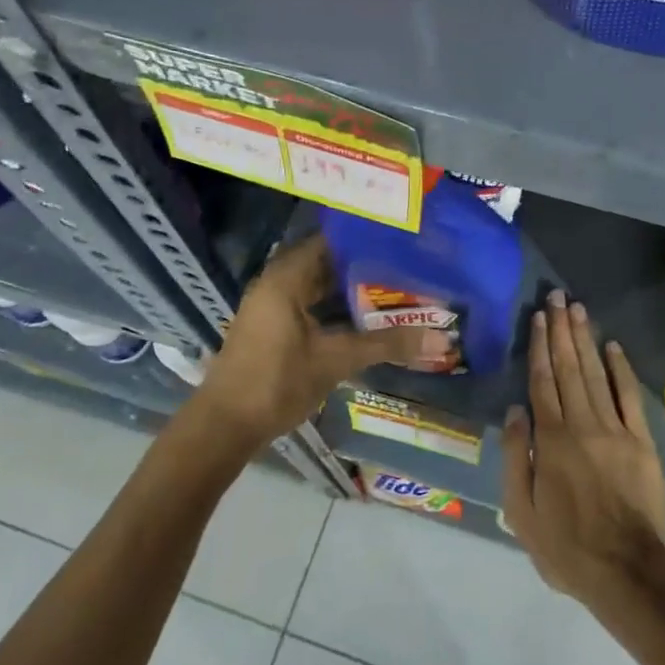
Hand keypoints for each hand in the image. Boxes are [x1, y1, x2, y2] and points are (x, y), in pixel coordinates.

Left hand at [195, 235, 448, 449]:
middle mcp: (277, 282)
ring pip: (320, 286)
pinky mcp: (274, 326)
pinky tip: (368, 316)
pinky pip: (312, 304)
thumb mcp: (336, 360)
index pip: (332, 240)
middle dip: (365, 265)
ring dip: (352, 289)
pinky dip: (337, 307)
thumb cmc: (276, 382)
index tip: (402, 238)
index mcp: (286, 277)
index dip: (366, 238)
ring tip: (398, 286)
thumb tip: (440, 338)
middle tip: (409, 263)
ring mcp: (273, 305)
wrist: (224, 427)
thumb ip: (387, 344)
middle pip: (327, 262)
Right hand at [501, 291, 664, 610]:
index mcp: (552, 440)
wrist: (629, 572)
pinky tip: (613, 346)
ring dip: (586, 340)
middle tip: (557, 297)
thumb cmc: (567, 547)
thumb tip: (515, 411)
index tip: (538, 318)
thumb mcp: (521, 512)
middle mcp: (582, 424)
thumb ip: (517, 457)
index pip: (542, 382)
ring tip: (578, 309)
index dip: (540, 347)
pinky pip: (630, 397)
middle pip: (569, 368)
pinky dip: (621, 369)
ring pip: (596, 374)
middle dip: (562, 330)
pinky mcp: (641, 442)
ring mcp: (616, 430)